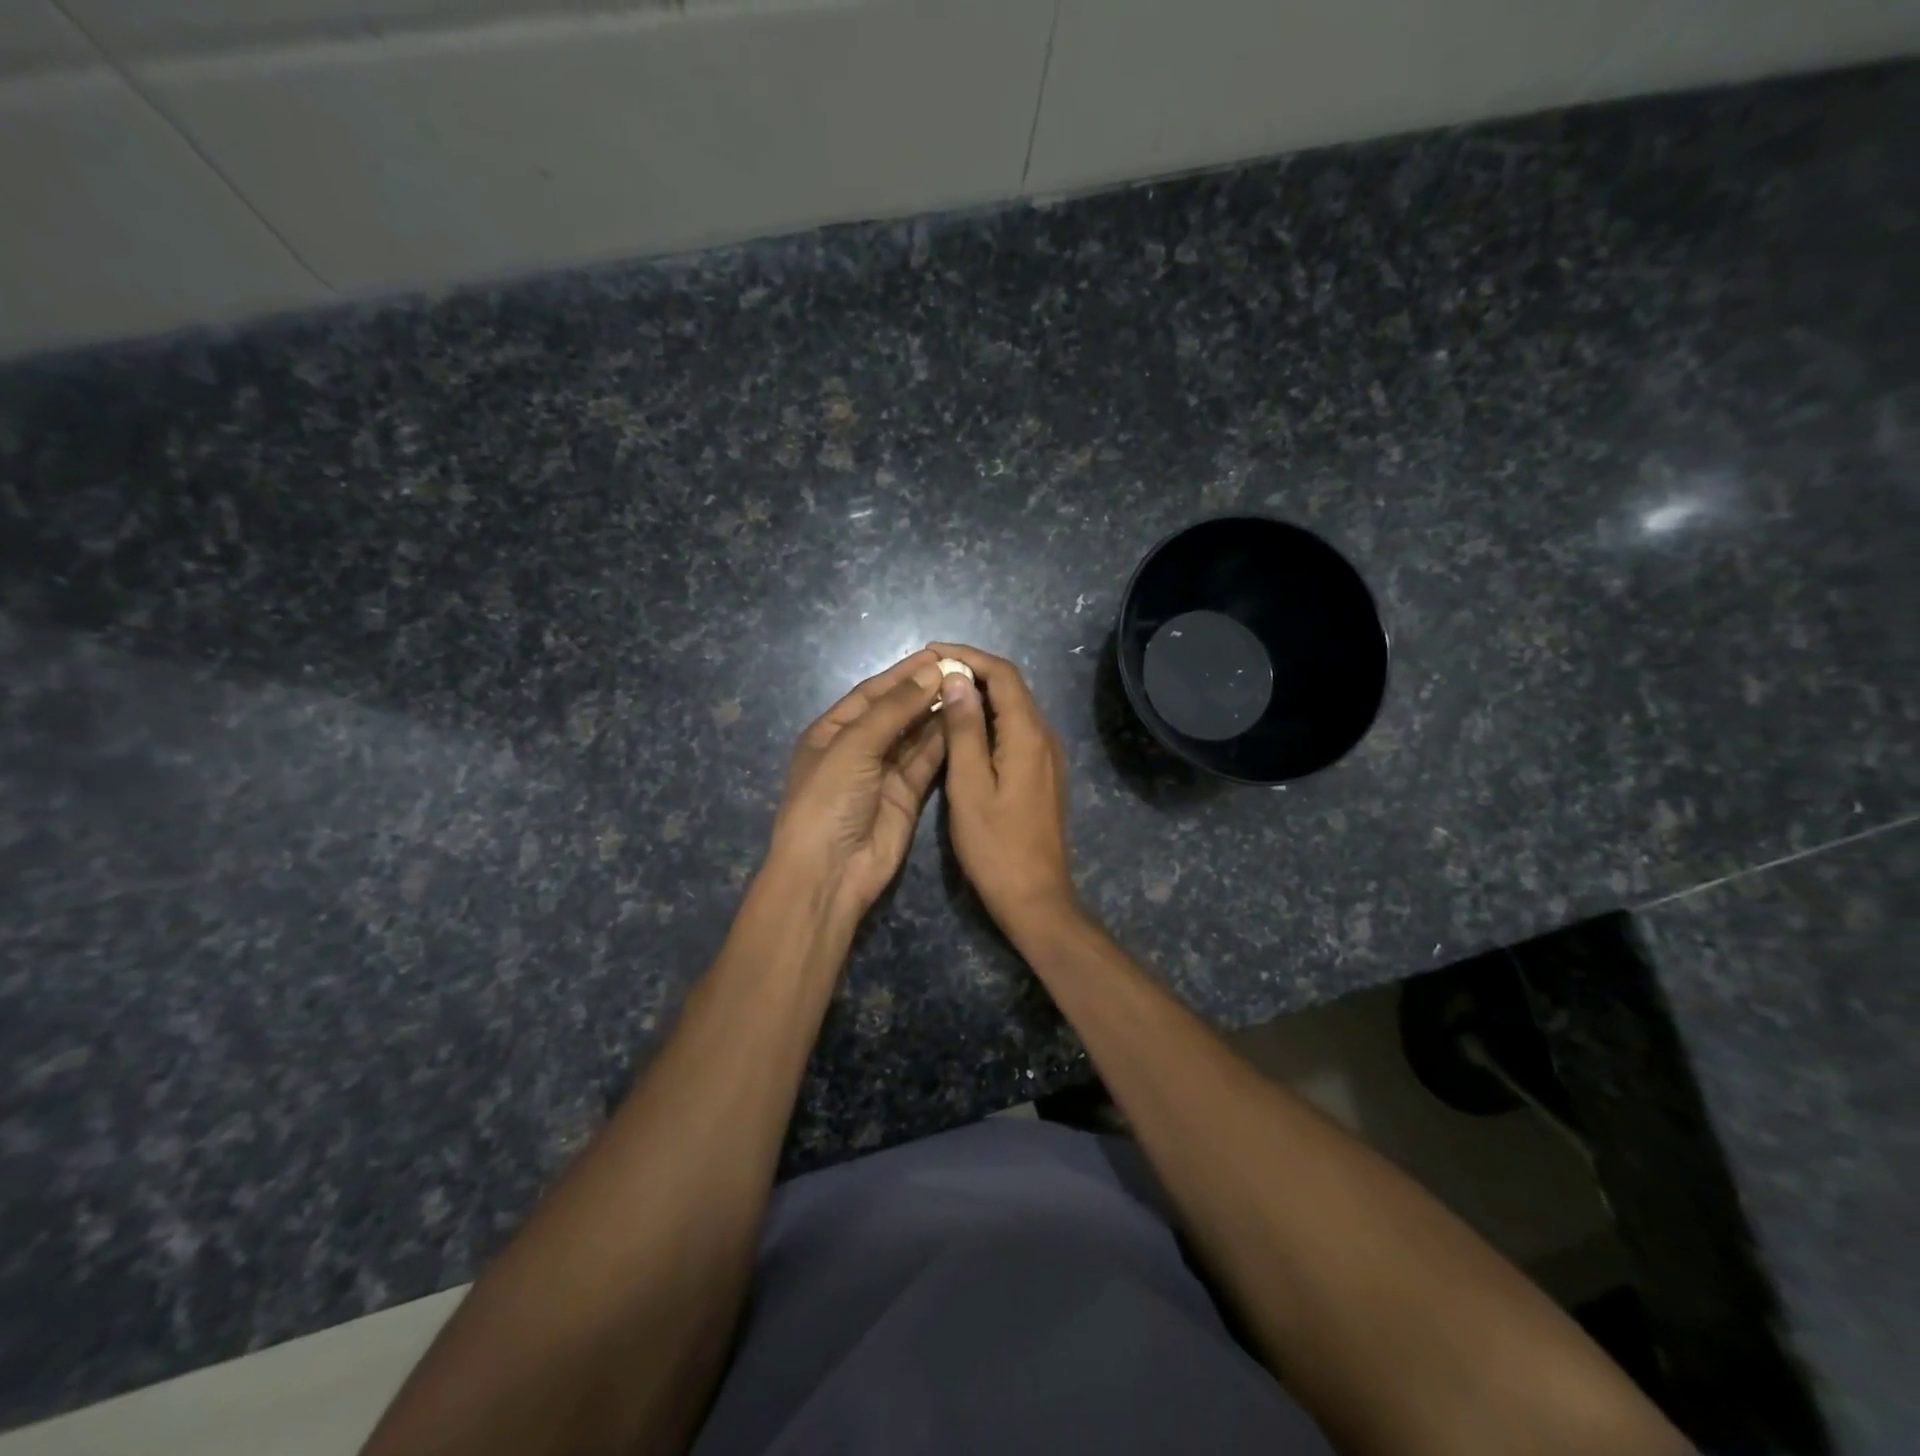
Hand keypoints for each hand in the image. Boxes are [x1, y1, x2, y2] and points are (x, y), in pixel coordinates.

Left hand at [768, 649, 946, 918]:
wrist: (830, 871)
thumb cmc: (829, 799)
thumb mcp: (854, 746)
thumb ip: (894, 708)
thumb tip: (932, 671)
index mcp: (832, 731)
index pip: (872, 693)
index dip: (903, 673)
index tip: (939, 654)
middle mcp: (858, 748)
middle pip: (896, 712)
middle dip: (925, 691)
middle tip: (963, 671)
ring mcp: (883, 773)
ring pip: (915, 736)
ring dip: (938, 714)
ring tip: (970, 690)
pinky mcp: (907, 796)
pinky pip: (927, 762)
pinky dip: (945, 743)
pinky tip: (966, 722)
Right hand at [927, 643, 1078, 936]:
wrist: (1036, 897)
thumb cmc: (995, 846)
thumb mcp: (969, 786)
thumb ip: (964, 730)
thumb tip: (956, 680)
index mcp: (1028, 735)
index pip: (1002, 674)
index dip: (968, 656)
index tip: (932, 651)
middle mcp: (1045, 737)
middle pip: (1012, 687)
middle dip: (973, 671)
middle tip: (930, 671)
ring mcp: (1048, 757)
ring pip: (1014, 709)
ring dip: (980, 695)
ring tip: (939, 694)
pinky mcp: (1043, 774)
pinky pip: (1017, 731)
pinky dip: (990, 719)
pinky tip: (964, 729)